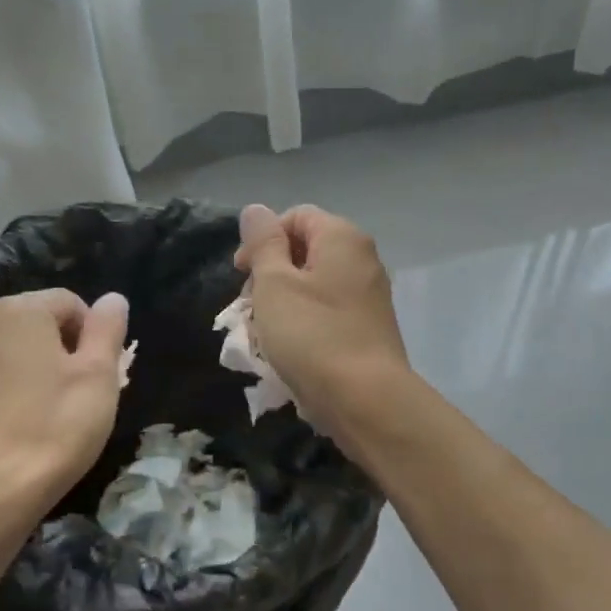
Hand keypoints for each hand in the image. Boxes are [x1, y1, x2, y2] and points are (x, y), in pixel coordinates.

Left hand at [0, 288, 127, 578]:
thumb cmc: (54, 427)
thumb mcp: (98, 375)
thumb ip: (107, 329)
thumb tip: (113, 298)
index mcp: (20, 312)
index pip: (71, 303)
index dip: (95, 334)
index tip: (102, 373)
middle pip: (41, 328)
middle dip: (68, 353)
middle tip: (87, 395)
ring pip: (17, 357)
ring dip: (41, 375)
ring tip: (57, 416)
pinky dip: (15, 397)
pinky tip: (27, 431)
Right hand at [234, 203, 410, 441]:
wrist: (366, 400)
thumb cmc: (313, 335)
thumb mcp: (275, 284)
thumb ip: (263, 243)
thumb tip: (256, 210)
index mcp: (342, 237)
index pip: (295, 216)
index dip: (262, 239)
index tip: (241, 273)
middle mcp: (362, 258)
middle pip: (306, 249)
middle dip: (270, 272)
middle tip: (249, 306)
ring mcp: (369, 294)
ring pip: (314, 283)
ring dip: (283, 300)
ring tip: (264, 332)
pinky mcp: (368, 327)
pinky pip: (328, 310)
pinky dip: (304, 320)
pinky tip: (288, 348)